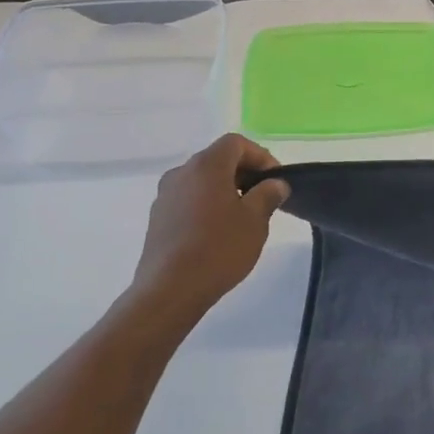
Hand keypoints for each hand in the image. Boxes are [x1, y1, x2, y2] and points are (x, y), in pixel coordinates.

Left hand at [119, 135, 290, 341]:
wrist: (169, 290)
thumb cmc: (218, 249)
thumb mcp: (255, 221)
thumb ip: (267, 194)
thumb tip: (275, 183)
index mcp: (206, 166)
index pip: (236, 143)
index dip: (260, 156)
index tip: (275, 180)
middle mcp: (181, 173)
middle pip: (217, 159)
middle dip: (244, 173)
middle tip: (264, 197)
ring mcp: (165, 196)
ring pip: (202, 180)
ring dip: (225, 189)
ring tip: (243, 216)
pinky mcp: (158, 218)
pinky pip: (188, 199)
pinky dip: (207, 205)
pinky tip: (218, 232)